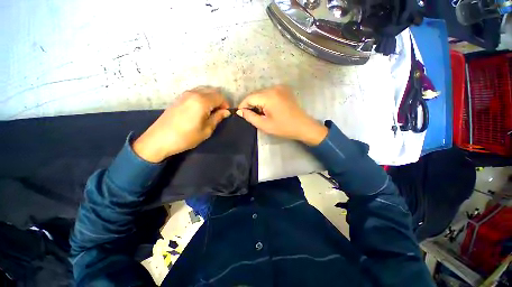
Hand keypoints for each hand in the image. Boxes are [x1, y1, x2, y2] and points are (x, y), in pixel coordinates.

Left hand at [133, 87, 230, 162]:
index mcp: (202, 101)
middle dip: (220, 100)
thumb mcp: (206, 130)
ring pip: (204, 90)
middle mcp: (194, 93)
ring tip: (212, 111)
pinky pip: (196, 93)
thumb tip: (226, 112)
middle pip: (212, 91)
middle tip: (220, 112)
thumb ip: (217, 118)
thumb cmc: (186, 137)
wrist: (159, 139)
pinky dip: (203, 97)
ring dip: (211, 98)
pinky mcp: (179, 98)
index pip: (220, 96)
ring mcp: (185, 94)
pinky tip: (202, 109)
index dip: (226, 104)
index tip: (226, 113)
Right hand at [237, 85, 327, 145]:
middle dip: (251, 105)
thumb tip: (240, 111)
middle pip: (255, 94)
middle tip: (251, 116)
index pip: (249, 97)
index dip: (243, 106)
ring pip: (262, 94)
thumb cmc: (283, 127)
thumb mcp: (264, 125)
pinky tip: (268, 109)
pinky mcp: (284, 90)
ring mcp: (280, 88)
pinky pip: (269, 94)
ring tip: (261, 114)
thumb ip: (250, 117)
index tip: (241, 114)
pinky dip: (265, 100)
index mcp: (269, 96)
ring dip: (258, 103)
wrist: (303, 126)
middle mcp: (274, 88)